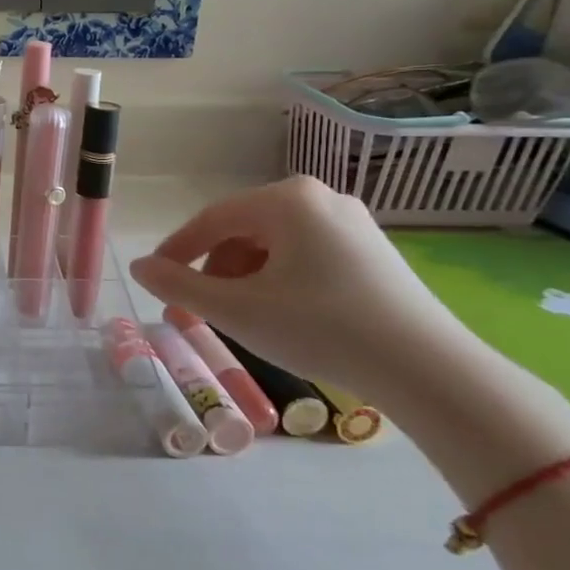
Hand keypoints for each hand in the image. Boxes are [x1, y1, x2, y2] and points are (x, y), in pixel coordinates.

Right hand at [129, 177, 480, 404]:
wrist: (430, 371)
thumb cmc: (321, 329)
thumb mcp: (236, 310)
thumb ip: (177, 284)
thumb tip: (139, 267)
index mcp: (286, 199)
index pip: (211, 219)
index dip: (176, 250)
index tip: (156, 279)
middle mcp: (320, 198)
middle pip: (243, 230)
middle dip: (214, 270)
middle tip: (198, 308)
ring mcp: (353, 223)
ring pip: (274, 244)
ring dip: (244, 277)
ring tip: (240, 316)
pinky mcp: (374, 251)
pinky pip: (306, 254)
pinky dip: (279, 279)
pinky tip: (282, 314)